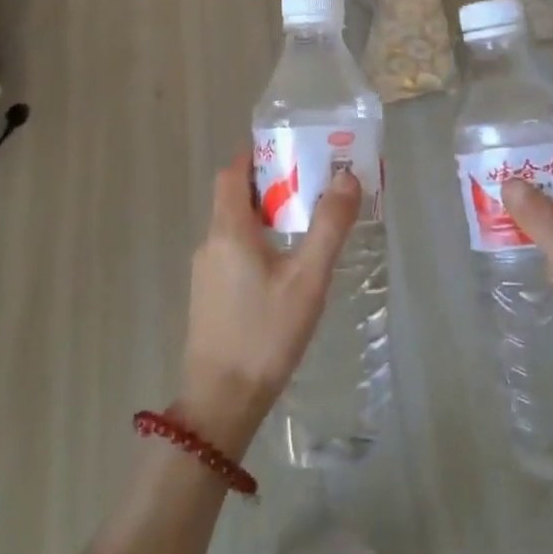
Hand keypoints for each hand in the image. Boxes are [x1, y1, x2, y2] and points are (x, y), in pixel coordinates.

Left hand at [179, 153, 360, 458]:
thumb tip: (347, 177)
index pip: (232, 172)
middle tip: (311, 187)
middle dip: (270, 185)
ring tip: (306, 224)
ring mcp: (205, 272)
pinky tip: (285, 268)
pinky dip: (257, 243)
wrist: (222, 402)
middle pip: (234, 198)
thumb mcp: (307, 278)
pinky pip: (232, 252)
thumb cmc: (266, 333)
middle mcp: (210, 243)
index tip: (290, 151)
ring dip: (266, 216)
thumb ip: (328, 226)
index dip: (256, 155)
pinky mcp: (209, 296)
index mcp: (228, 230)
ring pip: (234, 228)